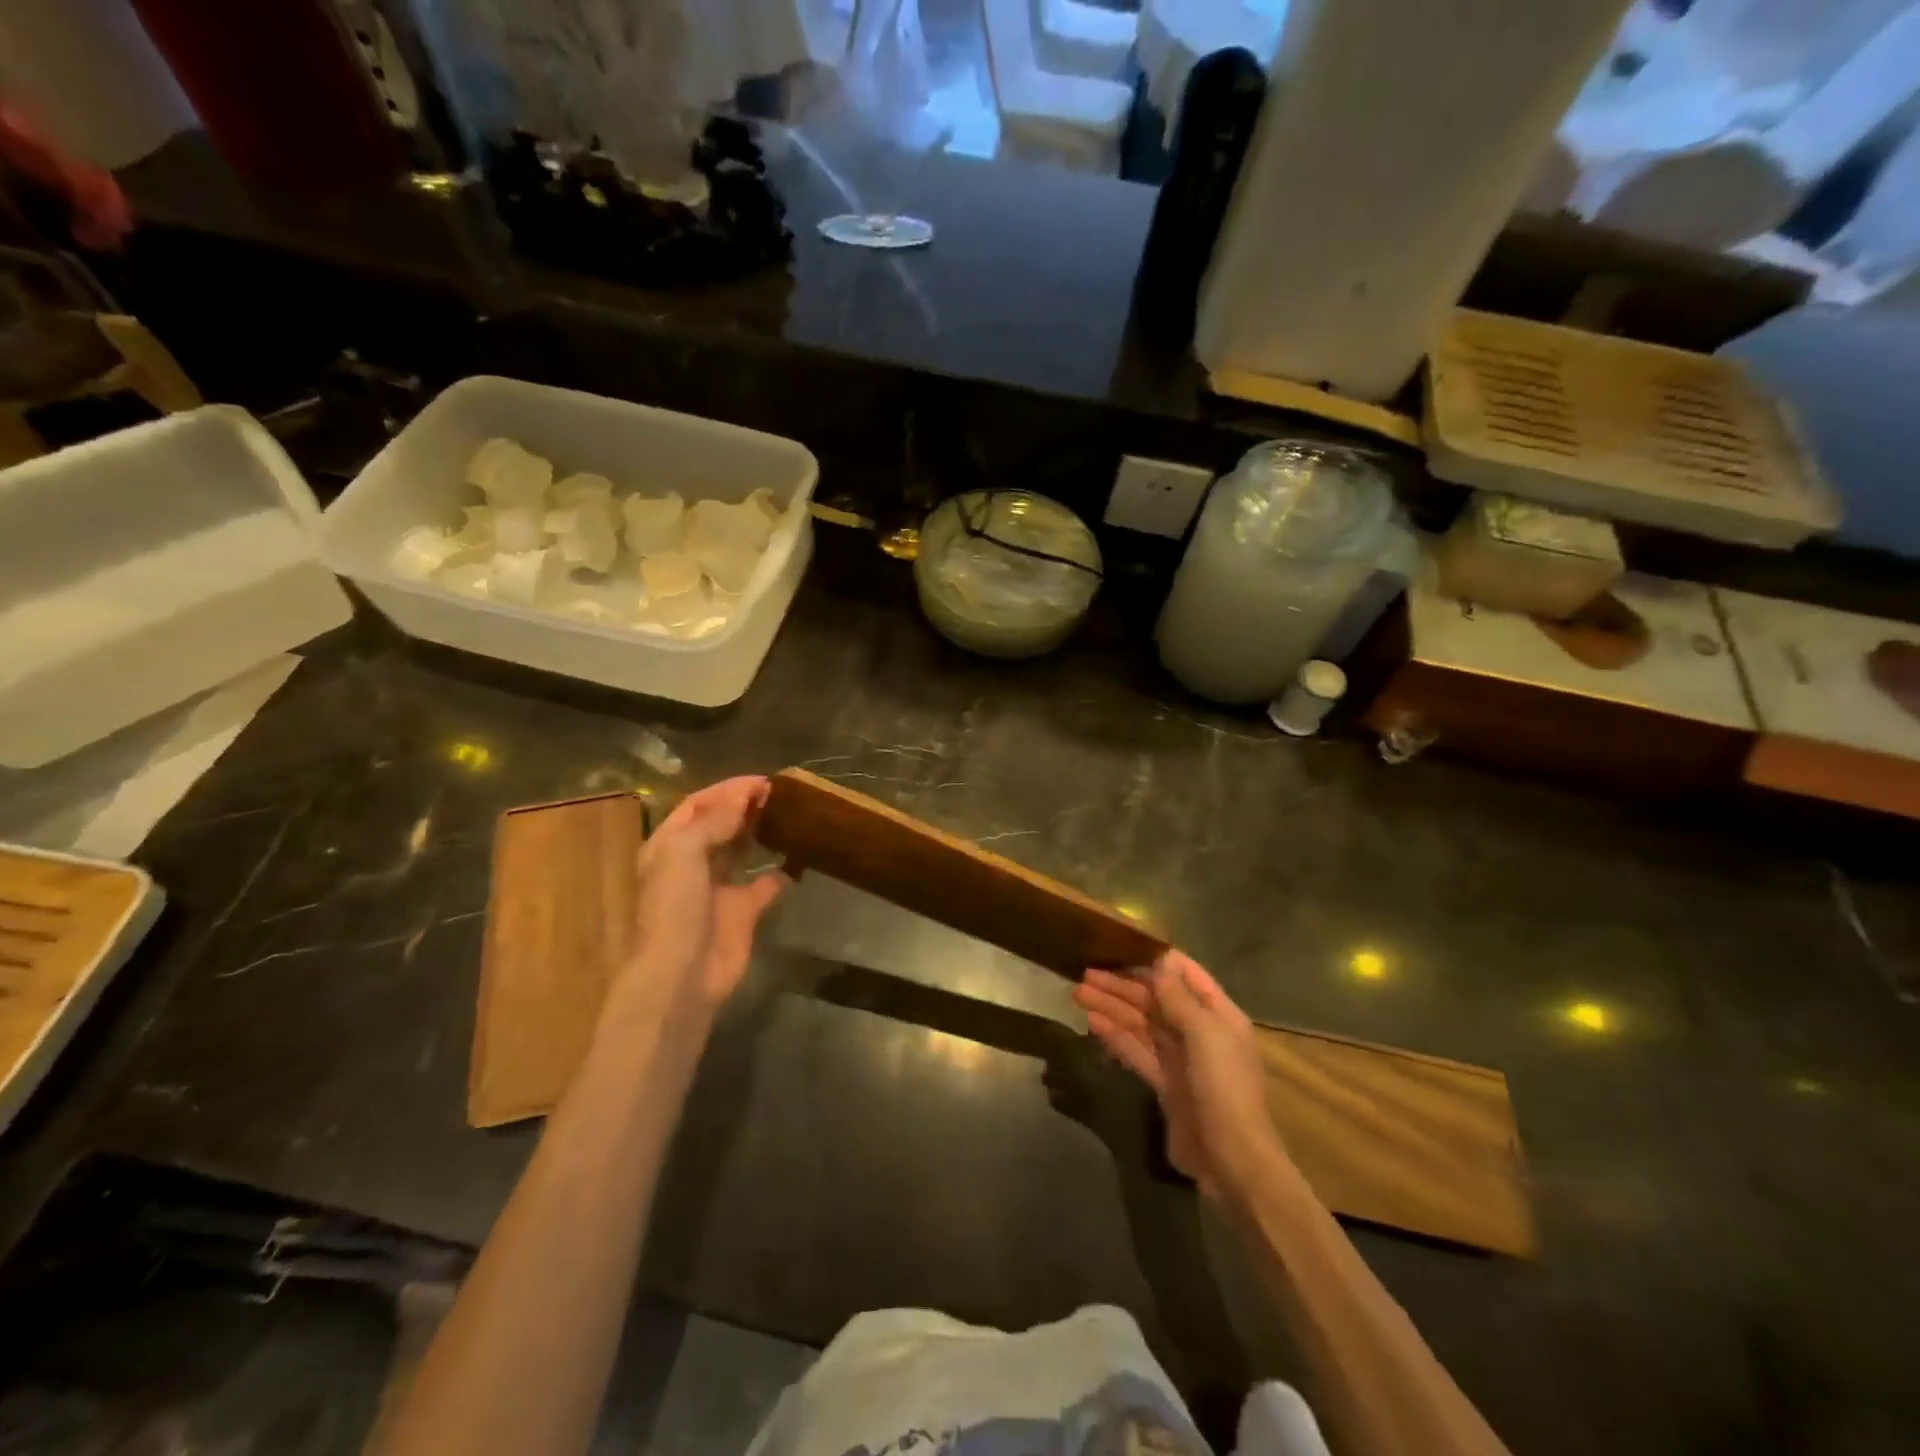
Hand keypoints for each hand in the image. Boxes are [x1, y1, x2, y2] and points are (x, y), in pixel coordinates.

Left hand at [619, 776, 790, 1021]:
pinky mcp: (743, 912)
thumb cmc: (675, 907)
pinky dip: (782, 873)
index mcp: (670, 846)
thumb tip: (745, 796)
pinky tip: (800, 858)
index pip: (698, 805)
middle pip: (720, 825)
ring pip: (741, 851)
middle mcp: (692, 863)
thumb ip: (714, 820)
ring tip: (788, 815)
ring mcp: (718, 888)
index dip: (727, 790)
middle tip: (779, 794)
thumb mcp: (685, 852)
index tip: (763, 781)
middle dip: (745, 807)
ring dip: (760, 833)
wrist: (683, 974)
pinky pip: (766, 886)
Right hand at [1073, 950, 1282, 1196]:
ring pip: (1141, 1024)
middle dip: (1122, 985)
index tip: (1122, 944)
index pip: (1186, 974)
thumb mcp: (1204, 1034)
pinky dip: (1115, 1036)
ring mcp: (1181, 1059)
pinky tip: (1092, 1023)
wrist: (1232, 1161)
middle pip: (1157, 999)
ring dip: (1112, 1007)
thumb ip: (1178, 997)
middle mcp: (1200, 1032)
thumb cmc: (1223, 1088)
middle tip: (1085, 972)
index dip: (1155, 959)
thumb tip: (1160, 959)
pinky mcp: (1164, 1084)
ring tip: (1078, 993)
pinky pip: (1136, 1051)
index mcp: (1219, 1015)